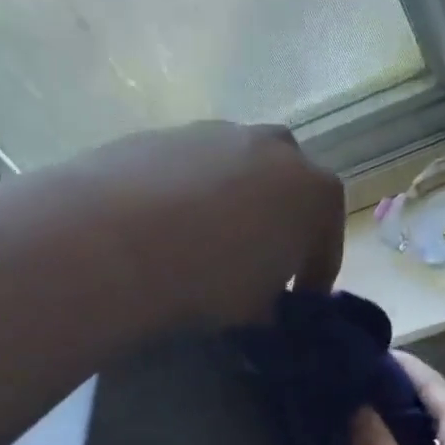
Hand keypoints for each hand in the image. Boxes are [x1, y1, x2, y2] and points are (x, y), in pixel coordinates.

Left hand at [64, 121, 344, 326]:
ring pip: (239, 170)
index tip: (298, 303)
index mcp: (316, 192)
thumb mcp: (258, 312)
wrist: (117, 240)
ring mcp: (218, 132)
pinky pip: (193, 168)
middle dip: (280, 224)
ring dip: (235, 204)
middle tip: (257, 265)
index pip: (327, 241)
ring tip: (207, 245)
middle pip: (288, 190)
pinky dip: (191, 194)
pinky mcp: (166, 132)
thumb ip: (275, 309)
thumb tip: (268, 312)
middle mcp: (276, 149)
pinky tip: (167, 228)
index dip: (315, 277)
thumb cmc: (211, 280)